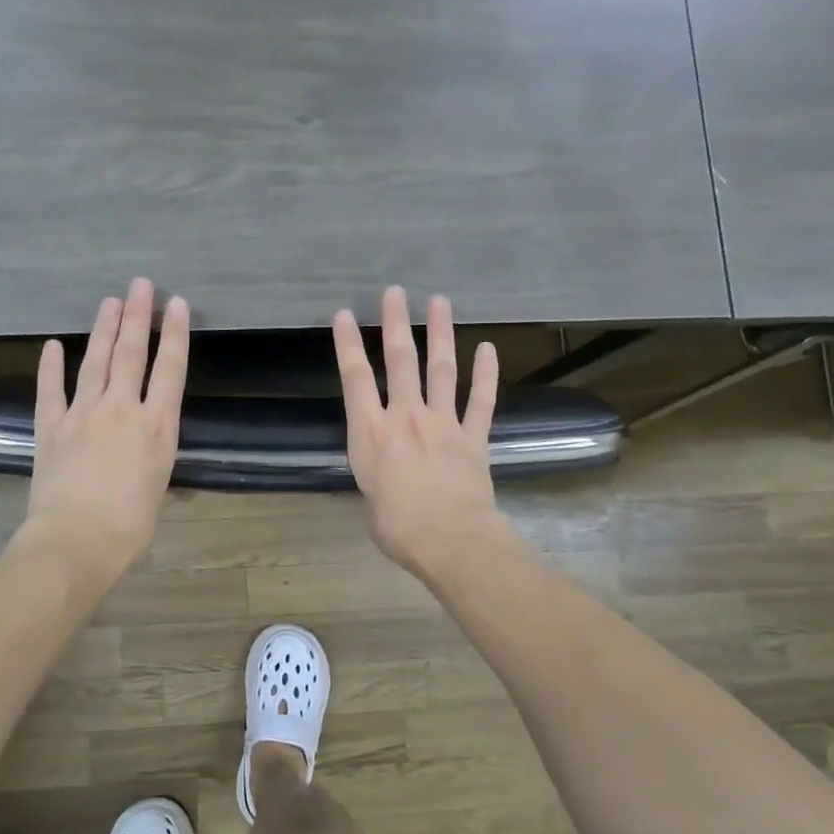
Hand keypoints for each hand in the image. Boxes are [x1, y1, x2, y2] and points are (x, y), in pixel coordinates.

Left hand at [21, 278, 188, 583]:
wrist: (77, 541)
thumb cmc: (130, 527)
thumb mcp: (157, 489)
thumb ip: (154, 460)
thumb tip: (150, 453)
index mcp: (157, 427)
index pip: (170, 370)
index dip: (175, 334)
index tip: (176, 304)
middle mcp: (122, 410)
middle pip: (131, 353)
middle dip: (137, 316)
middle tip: (140, 285)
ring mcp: (83, 414)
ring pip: (95, 362)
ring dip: (103, 330)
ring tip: (110, 302)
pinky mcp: (51, 427)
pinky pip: (50, 389)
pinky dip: (50, 366)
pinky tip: (52, 345)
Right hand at [334, 286, 507, 578]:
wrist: (451, 540)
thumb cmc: (398, 528)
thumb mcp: (369, 500)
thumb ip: (376, 473)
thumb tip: (386, 470)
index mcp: (371, 433)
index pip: (355, 378)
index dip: (348, 344)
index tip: (344, 315)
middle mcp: (406, 417)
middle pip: (401, 361)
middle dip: (396, 323)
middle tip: (396, 292)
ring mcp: (443, 423)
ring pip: (442, 369)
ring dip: (441, 334)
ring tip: (440, 302)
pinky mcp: (473, 437)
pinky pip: (481, 400)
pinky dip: (486, 374)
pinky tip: (488, 349)